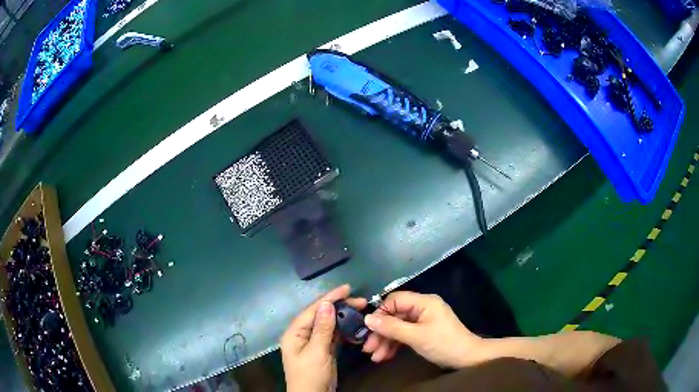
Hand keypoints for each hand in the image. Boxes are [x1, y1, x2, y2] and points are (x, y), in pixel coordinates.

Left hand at [280, 284, 366, 391]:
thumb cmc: (310, 375)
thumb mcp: (316, 352)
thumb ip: (322, 328)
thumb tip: (326, 304)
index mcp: (295, 332)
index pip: (313, 310)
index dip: (330, 298)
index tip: (347, 288)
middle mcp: (303, 334)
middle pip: (322, 315)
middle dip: (340, 307)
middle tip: (361, 301)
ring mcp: (314, 343)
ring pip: (329, 325)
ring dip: (344, 317)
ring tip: (361, 310)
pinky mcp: (323, 350)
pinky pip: (334, 336)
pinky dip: (344, 331)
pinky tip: (356, 326)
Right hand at [362, 291, 481, 367]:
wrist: (467, 358)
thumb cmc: (443, 344)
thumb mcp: (415, 337)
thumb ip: (391, 327)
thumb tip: (367, 318)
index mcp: (424, 302)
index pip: (395, 300)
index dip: (380, 313)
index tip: (367, 329)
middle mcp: (422, 307)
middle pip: (394, 315)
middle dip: (381, 332)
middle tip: (368, 348)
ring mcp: (423, 320)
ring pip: (398, 327)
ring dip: (386, 341)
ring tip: (375, 357)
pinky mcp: (424, 331)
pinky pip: (405, 334)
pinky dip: (395, 344)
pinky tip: (385, 356)